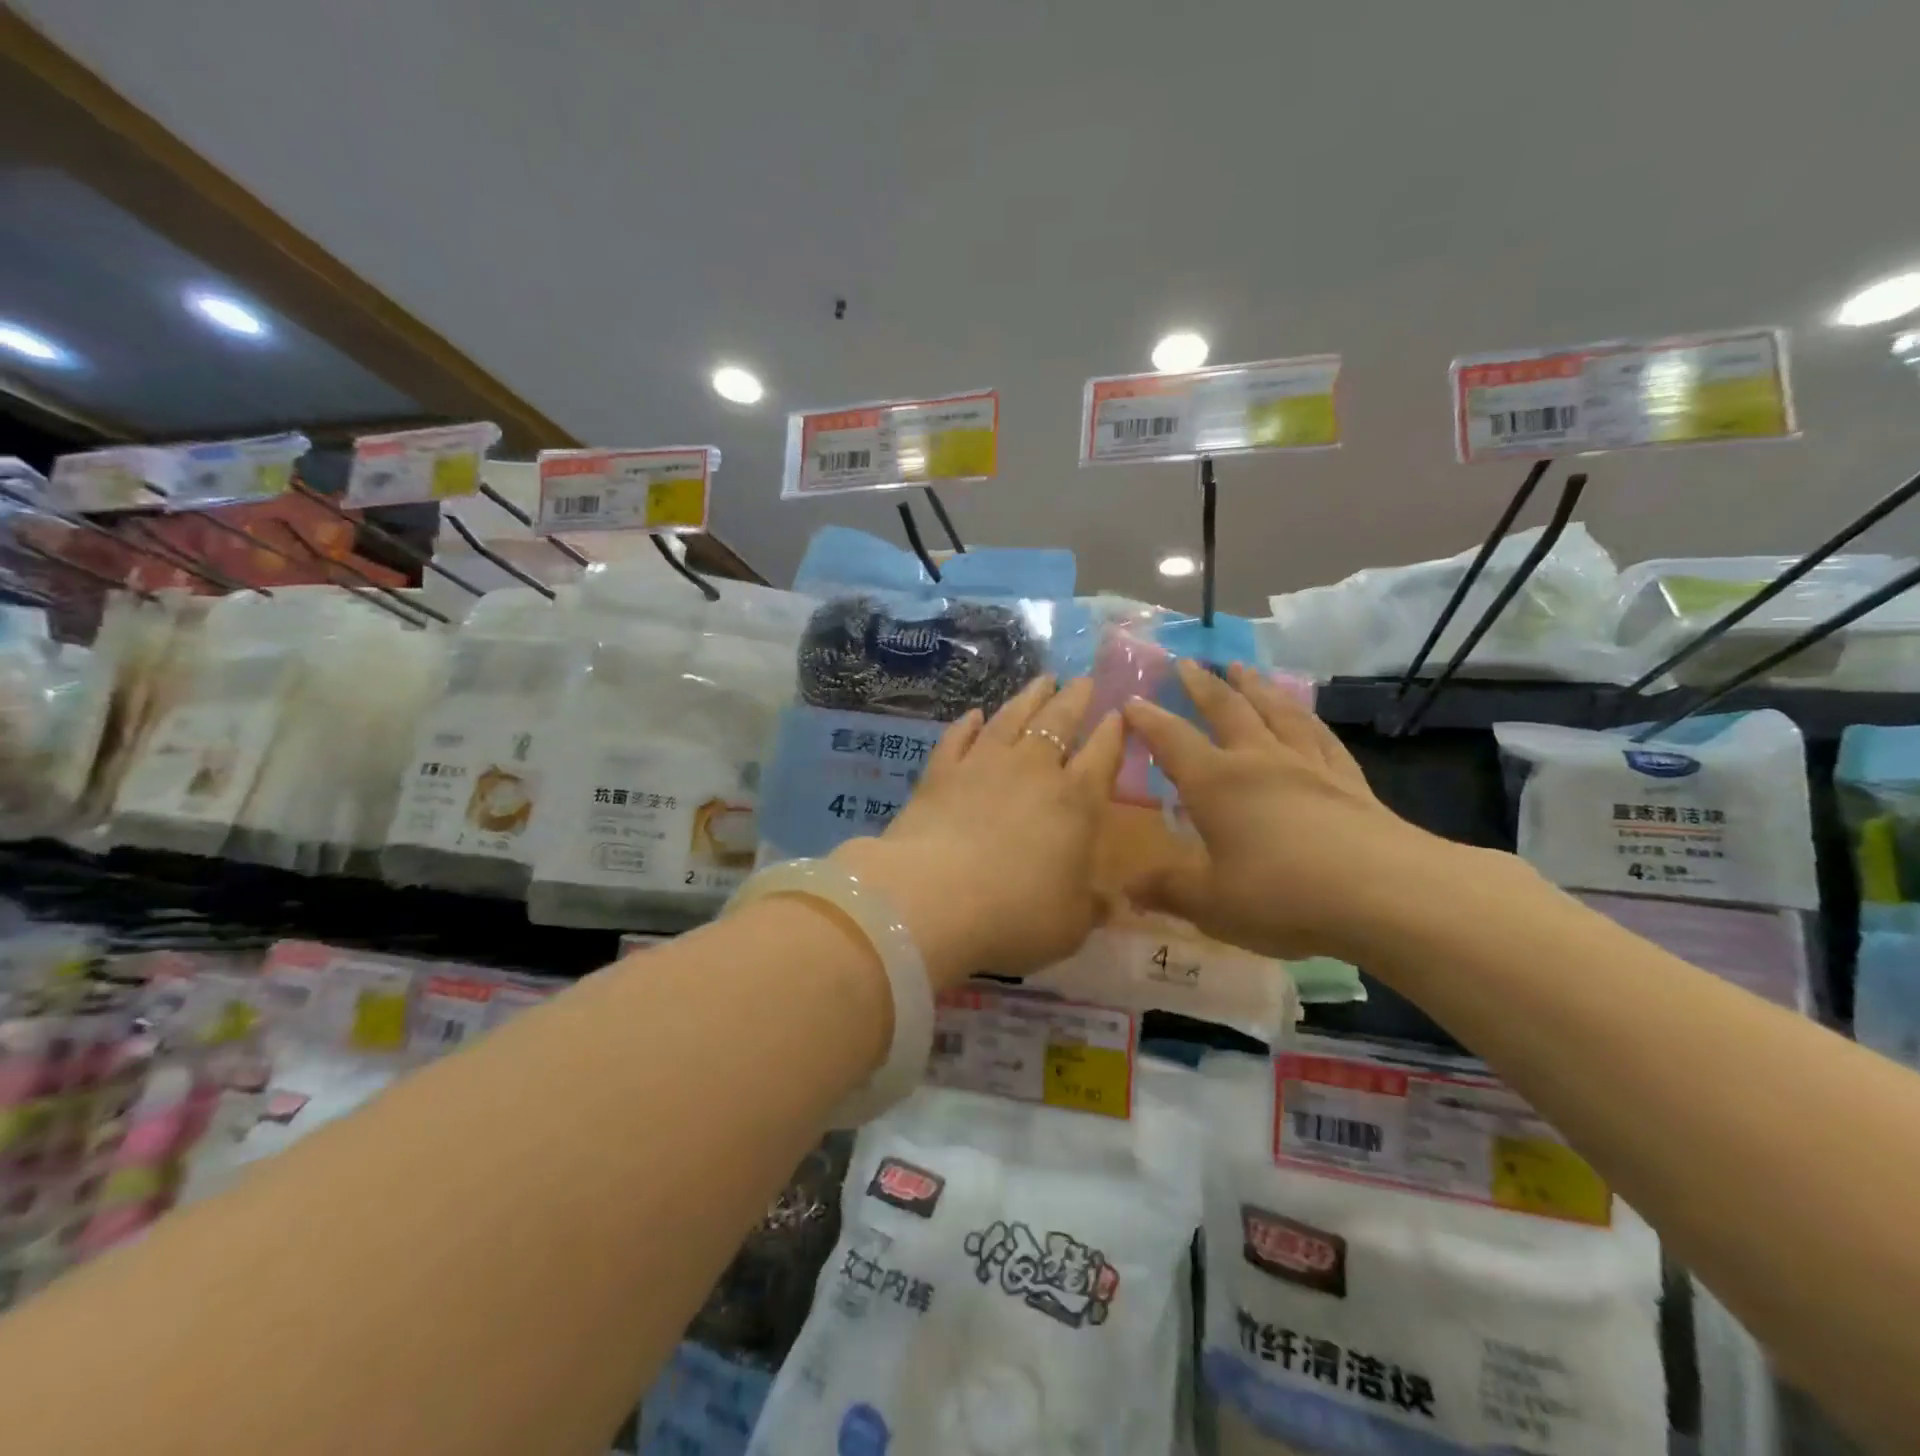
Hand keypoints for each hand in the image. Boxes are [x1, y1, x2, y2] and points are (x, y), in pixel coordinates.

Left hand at [834, 676, 1123, 987]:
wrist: (933, 899)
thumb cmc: (1015, 915)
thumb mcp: (1070, 925)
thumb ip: (1092, 907)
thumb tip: (1111, 902)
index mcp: (1075, 801)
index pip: (1102, 754)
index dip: (1114, 732)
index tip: (1119, 712)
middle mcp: (1033, 770)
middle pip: (1059, 721)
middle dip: (1075, 698)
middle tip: (1083, 680)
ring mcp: (983, 764)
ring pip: (1012, 717)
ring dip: (1029, 696)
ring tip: (1042, 680)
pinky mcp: (940, 772)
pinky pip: (958, 737)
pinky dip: (968, 723)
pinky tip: (975, 715)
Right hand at [1120, 660, 1458, 962]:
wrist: (1386, 895)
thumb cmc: (1283, 896)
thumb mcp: (1212, 904)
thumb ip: (1168, 890)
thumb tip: (1127, 889)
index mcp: (1216, 784)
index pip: (1172, 740)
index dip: (1148, 720)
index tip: (1131, 701)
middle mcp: (1258, 761)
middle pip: (1227, 710)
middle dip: (1203, 685)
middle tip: (1187, 662)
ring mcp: (1308, 766)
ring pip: (1276, 712)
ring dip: (1255, 686)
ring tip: (1242, 667)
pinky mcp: (1349, 781)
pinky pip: (1321, 737)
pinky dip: (1307, 718)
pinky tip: (1305, 714)